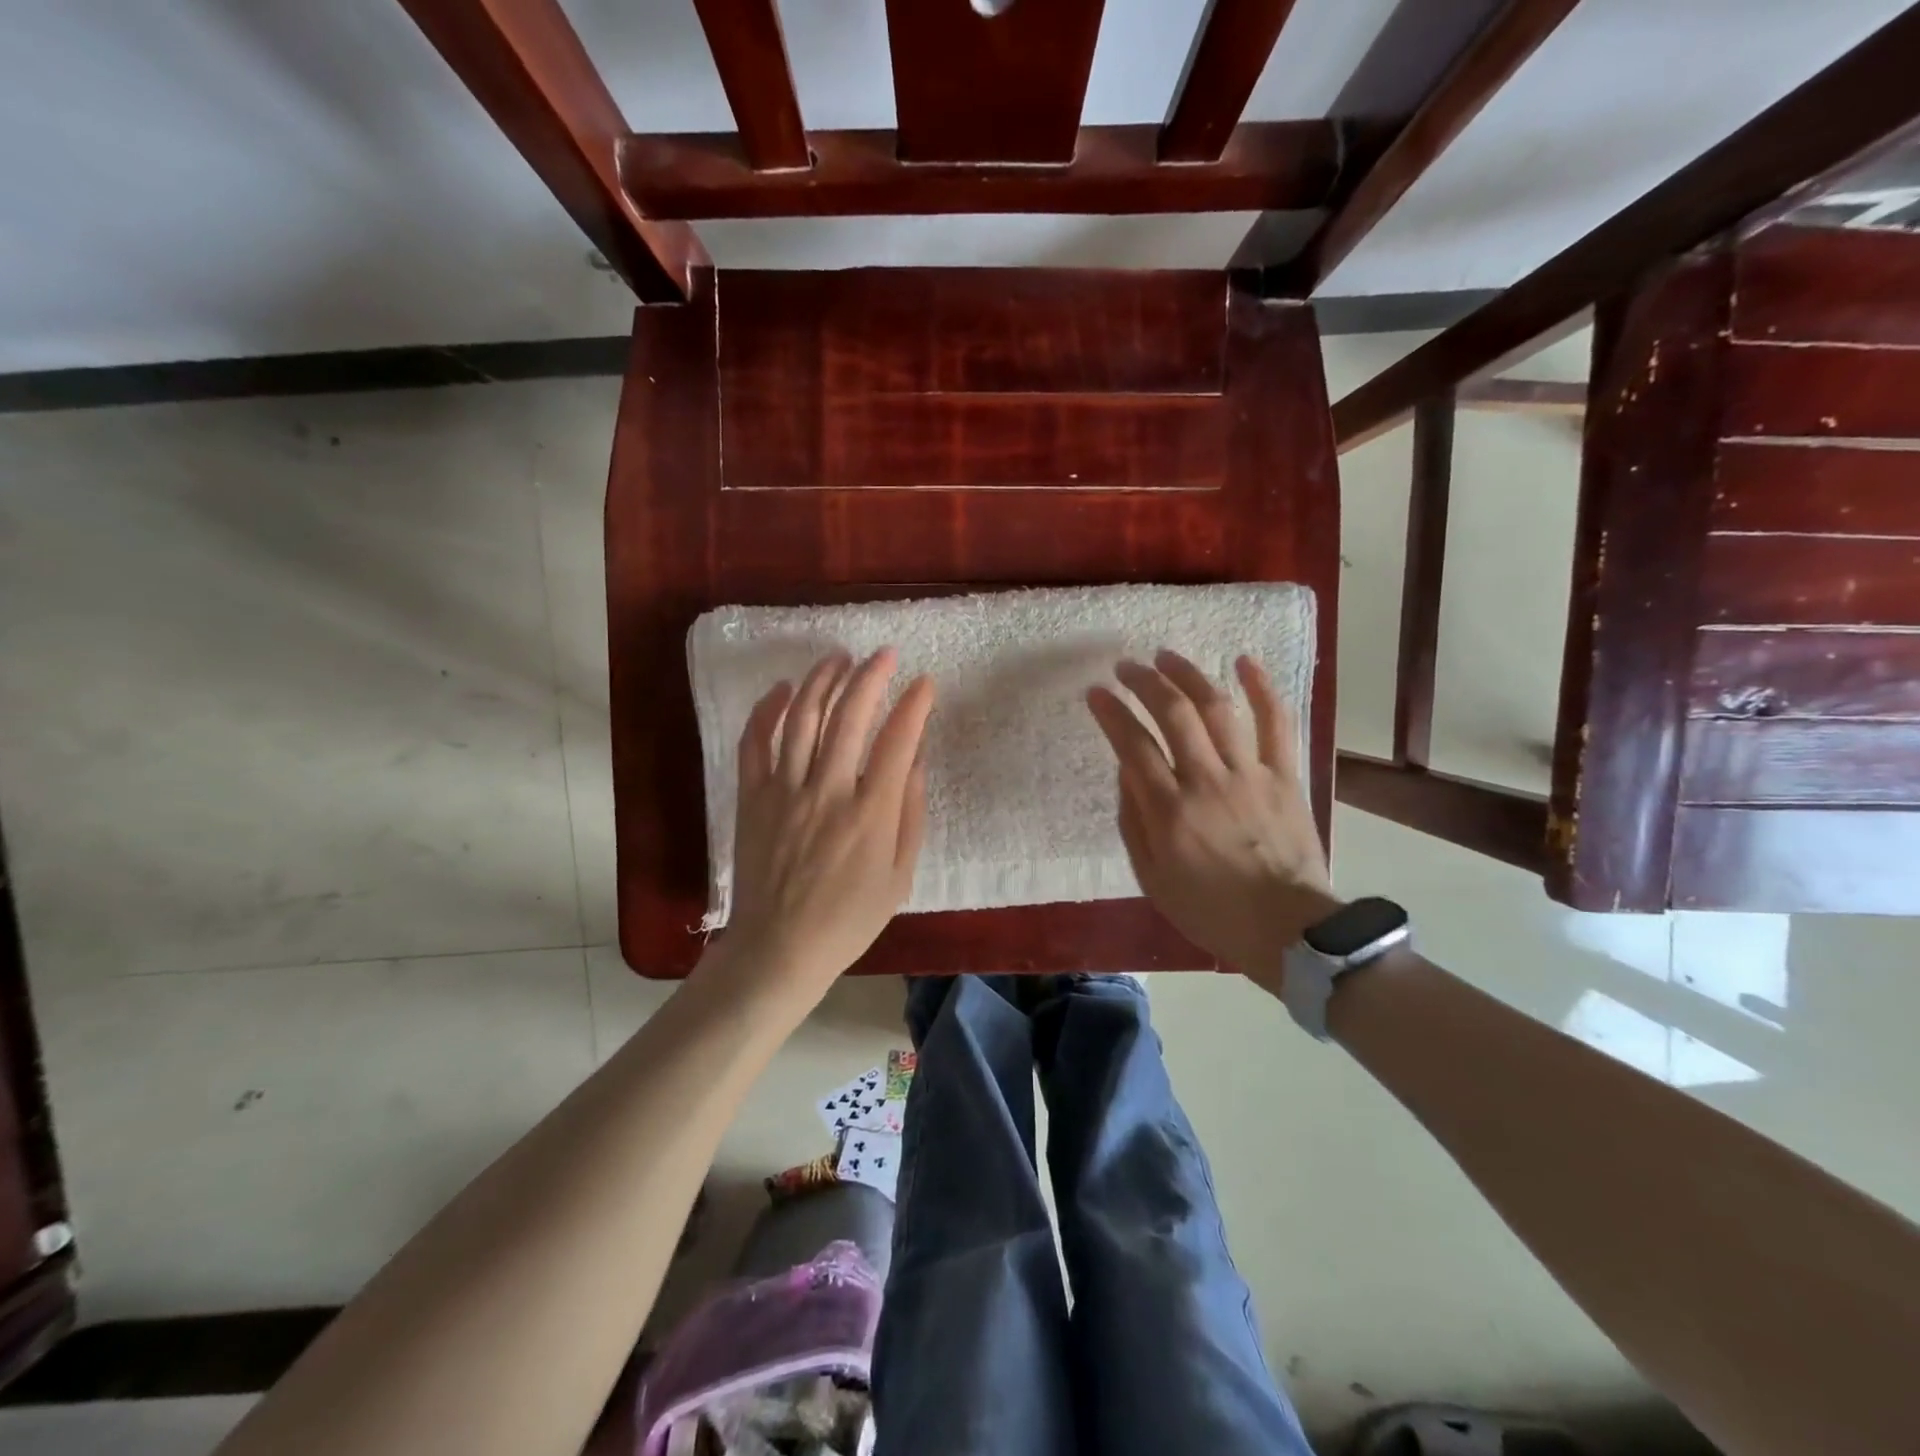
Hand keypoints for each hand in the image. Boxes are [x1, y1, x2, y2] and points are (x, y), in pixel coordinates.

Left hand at [701, 648, 934, 1016]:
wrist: (779, 948)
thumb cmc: (848, 919)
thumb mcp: (899, 876)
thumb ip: (910, 814)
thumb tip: (915, 760)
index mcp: (870, 813)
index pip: (897, 741)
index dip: (914, 706)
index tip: (925, 683)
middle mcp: (827, 790)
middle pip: (849, 716)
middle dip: (870, 677)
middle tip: (883, 656)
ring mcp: (784, 790)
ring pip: (802, 718)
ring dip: (822, 681)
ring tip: (839, 659)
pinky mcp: (752, 797)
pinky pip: (755, 742)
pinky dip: (766, 710)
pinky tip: (782, 689)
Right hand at [1086, 651, 1338, 988]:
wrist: (1288, 931)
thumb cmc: (1211, 910)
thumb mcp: (1151, 878)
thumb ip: (1134, 821)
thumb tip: (1126, 770)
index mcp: (1170, 811)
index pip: (1132, 746)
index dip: (1111, 713)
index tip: (1096, 693)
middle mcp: (1206, 781)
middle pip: (1173, 714)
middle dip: (1144, 682)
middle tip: (1127, 667)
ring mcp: (1249, 775)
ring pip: (1217, 709)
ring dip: (1189, 675)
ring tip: (1167, 656)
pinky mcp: (1285, 776)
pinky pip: (1277, 724)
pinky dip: (1262, 689)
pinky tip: (1244, 662)